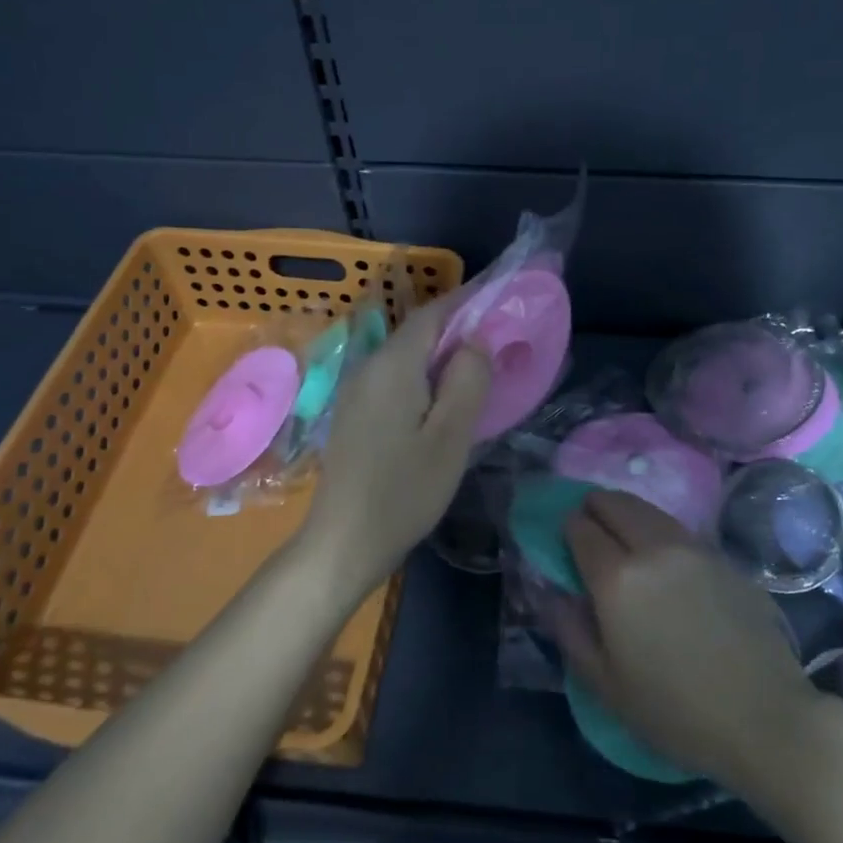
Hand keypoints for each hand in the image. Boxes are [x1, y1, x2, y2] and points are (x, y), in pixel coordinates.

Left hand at [304, 296, 490, 594]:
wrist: (344, 542)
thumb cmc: (404, 491)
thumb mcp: (450, 436)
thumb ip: (467, 380)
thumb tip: (476, 339)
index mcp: (392, 365)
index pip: (432, 313)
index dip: (466, 301)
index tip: (499, 300)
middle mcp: (368, 367)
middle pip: (417, 333)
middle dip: (457, 329)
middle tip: (499, 341)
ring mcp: (356, 391)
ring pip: (405, 357)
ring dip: (440, 355)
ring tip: (478, 370)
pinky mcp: (354, 414)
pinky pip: (394, 379)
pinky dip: (423, 377)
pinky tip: (442, 401)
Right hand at [549, 491, 815, 789]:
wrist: (765, 718)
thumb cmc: (675, 711)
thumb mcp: (605, 684)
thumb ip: (570, 630)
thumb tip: (554, 593)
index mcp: (617, 578)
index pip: (580, 527)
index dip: (567, 529)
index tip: (566, 544)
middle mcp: (653, 548)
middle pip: (615, 503)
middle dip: (595, 508)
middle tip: (591, 531)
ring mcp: (694, 547)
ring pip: (648, 509)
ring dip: (627, 514)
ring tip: (624, 541)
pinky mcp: (724, 557)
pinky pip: (678, 529)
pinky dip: (659, 532)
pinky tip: (664, 562)